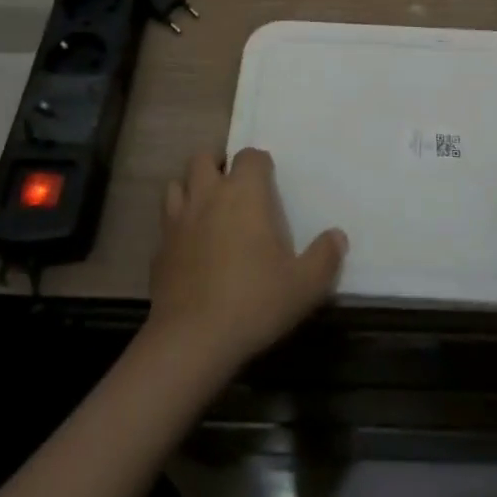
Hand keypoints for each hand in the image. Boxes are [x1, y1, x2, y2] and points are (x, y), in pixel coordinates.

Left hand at [147, 148, 346, 373]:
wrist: (192, 341)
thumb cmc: (254, 302)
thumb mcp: (305, 285)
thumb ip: (325, 257)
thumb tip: (337, 236)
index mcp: (244, 193)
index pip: (250, 156)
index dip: (260, 164)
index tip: (269, 182)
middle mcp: (208, 196)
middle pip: (204, 159)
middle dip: (218, 165)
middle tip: (234, 188)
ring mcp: (177, 221)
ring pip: (177, 184)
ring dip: (191, 189)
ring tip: (208, 209)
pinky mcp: (158, 250)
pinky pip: (166, 223)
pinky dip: (177, 225)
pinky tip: (190, 247)